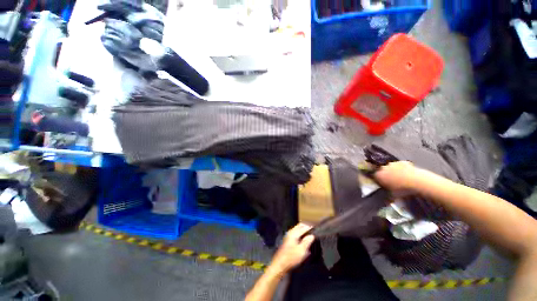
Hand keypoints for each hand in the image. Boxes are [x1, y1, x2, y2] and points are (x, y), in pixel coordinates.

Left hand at [269, 223, 314, 274]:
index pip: (304, 227)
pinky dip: (300, 231)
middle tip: (313, 228)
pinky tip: (303, 236)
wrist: (280, 263)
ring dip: (303, 228)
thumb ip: (307, 242)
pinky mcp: (288, 239)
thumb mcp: (301, 251)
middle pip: (300, 225)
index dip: (310, 226)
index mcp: (294, 233)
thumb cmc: (292, 257)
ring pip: (297, 228)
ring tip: (309, 231)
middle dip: (306, 225)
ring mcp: (288, 235)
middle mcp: (291, 232)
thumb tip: (312, 235)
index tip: (316, 226)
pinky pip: (295, 231)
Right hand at [374, 161, 422, 195]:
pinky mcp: (402, 162)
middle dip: (385, 175)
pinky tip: (406, 174)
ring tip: (399, 178)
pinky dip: (402, 169)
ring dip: (393, 171)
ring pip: (390, 167)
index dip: (377, 181)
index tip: (381, 185)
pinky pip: (400, 165)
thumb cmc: (402, 190)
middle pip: (381, 171)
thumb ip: (387, 196)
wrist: (417, 181)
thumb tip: (385, 201)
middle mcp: (383, 168)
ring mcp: (393, 164)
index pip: (374, 177)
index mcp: (378, 175)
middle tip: (390, 182)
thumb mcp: (392, 196)